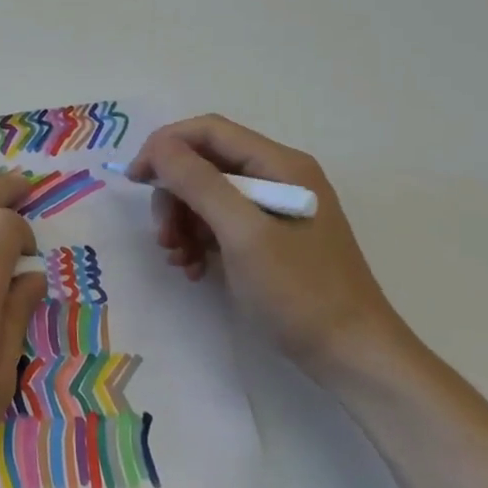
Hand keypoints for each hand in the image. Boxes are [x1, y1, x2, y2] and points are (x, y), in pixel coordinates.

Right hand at [127, 115, 405, 374]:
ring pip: (206, 195)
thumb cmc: (299, 291)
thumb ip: (199, 183)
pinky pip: (219, 223)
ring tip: (178, 258)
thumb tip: (159, 146)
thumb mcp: (242, 234)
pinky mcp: (269, 238)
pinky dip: (198, 240)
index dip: (166, 146)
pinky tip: (193, 268)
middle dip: (174, 195)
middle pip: (204, 164)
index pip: (208, 131)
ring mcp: (273, 208)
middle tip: (163, 236)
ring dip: (182, 222)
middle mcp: (276, 176)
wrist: (352, 356)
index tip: (135, 179)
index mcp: (278, 164)